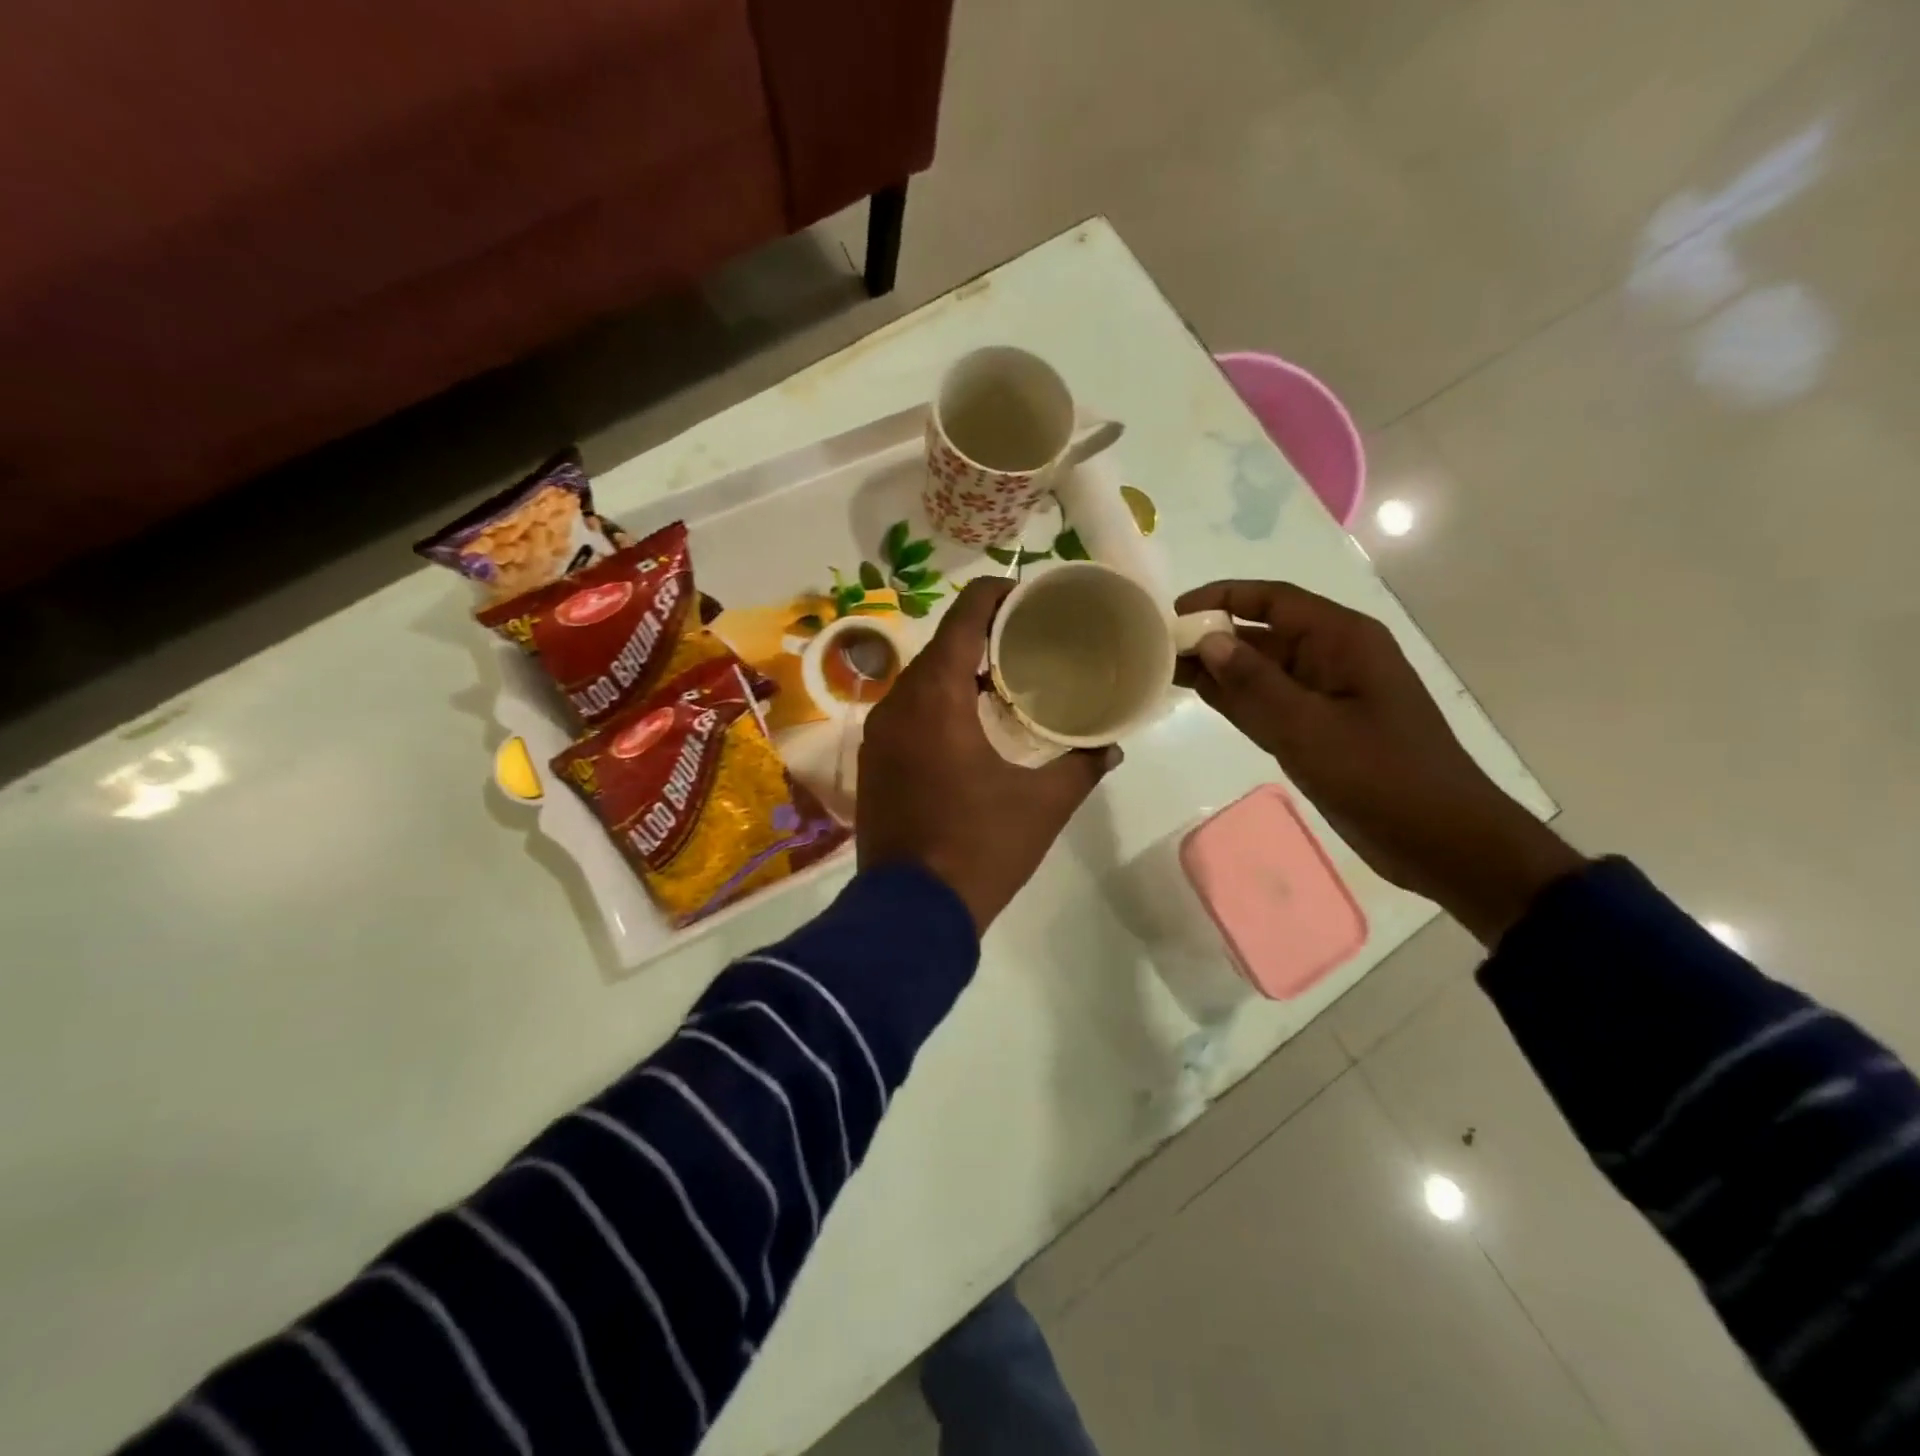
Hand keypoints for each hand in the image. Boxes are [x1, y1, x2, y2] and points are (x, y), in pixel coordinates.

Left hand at [858, 578, 1119, 932]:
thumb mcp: (1043, 805)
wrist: (910, 913)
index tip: (1030, 598)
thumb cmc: (980, 848)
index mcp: (937, 698)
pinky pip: (907, 711)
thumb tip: (1112, 745)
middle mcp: (898, 704)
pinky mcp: (872, 762)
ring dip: (958, 670)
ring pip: (921, 680)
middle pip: (940, 645)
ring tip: (1004, 677)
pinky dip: (938, 702)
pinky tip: (968, 721)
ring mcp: (878, 734)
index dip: (996, 595)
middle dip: (982, 634)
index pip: (963, 618)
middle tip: (1028, 640)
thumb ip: (1082, 766)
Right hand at [1174, 580, 1582, 944]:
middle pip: (1261, 633)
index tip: (1173, 613)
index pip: (1273, 599)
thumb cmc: (1383, 776)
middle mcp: (1331, 658)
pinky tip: (1196, 694)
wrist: (1441, 840)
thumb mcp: (1310, 727)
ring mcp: (1323, 696)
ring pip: (1259, 670)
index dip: (1222, 598)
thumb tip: (1207, 639)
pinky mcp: (1315, 729)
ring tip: (1162, 668)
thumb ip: (1254, 683)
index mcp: (1342, 640)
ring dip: (1216, 668)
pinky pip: (1266, 703)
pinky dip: (1233, 698)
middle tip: (1154, 647)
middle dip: (1211, 636)